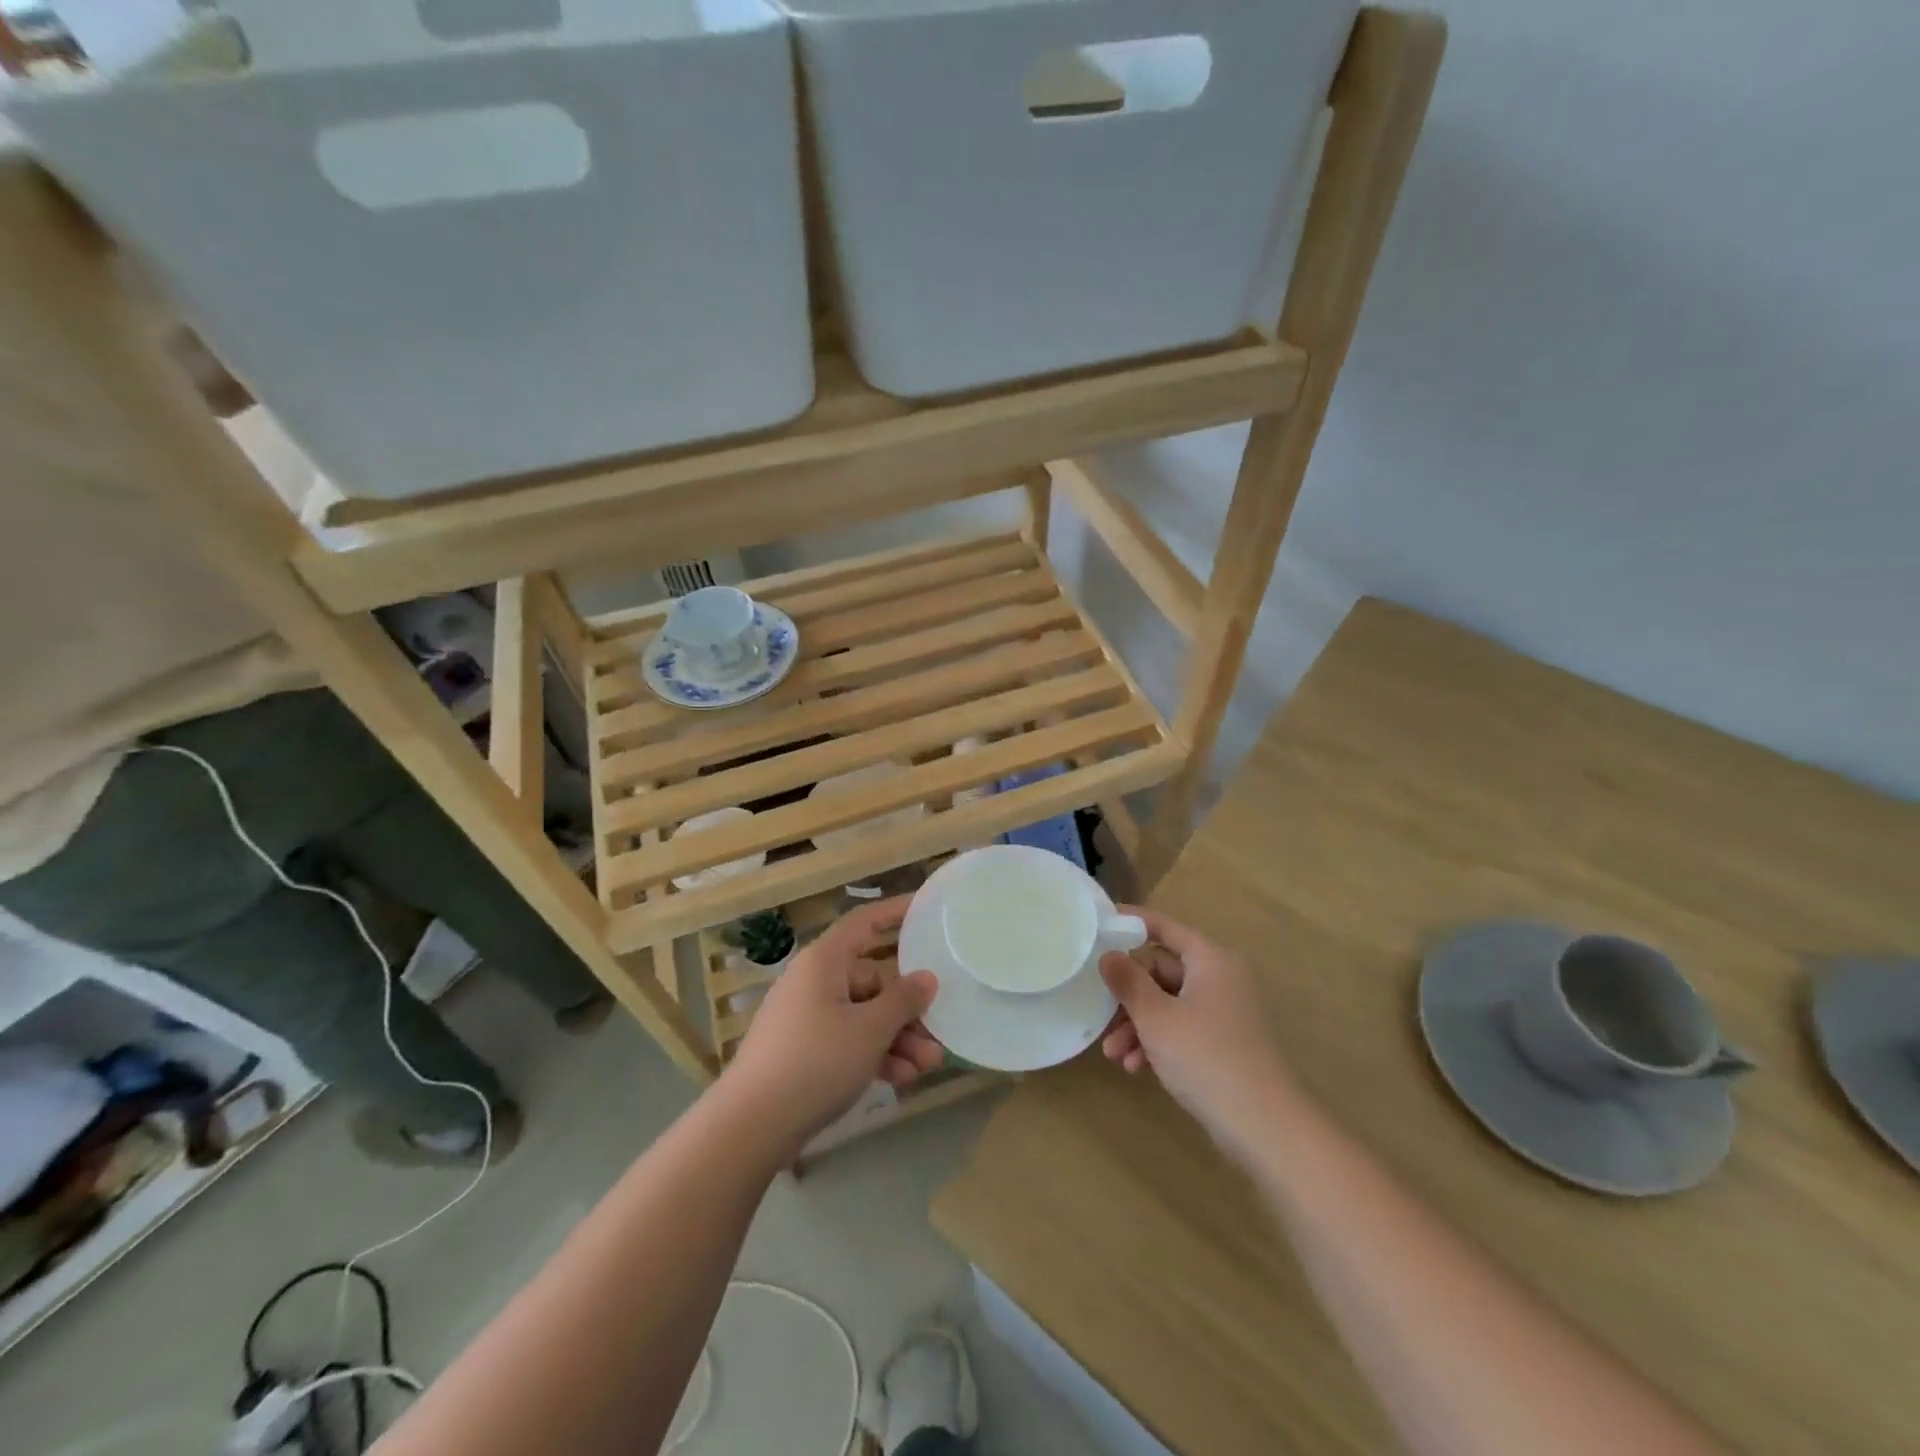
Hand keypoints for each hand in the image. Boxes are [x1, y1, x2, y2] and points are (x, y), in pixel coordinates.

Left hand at [725, 897, 943, 1153]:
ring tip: (929, 1064)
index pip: (865, 922)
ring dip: (898, 1037)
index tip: (927, 909)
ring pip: (864, 1015)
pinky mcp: (805, 1052)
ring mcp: (808, 1018)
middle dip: (909, 1008)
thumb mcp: (869, 1030)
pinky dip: (875, 1055)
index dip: (896, 912)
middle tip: (940, 1029)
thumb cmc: (815, 1061)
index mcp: (825, 961)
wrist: (751, 1126)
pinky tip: (902, 1078)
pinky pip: (849, 1041)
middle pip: (873, 979)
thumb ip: (903, 1001)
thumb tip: (926, 978)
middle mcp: (816, 981)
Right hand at [1099, 908, 1289, 1147]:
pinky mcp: (1223, 1042)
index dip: (1130, 923)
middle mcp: (1219, 978)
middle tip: (1101, 1018)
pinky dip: (1158, 1042)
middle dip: (1128, 998)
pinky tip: (1136, 1067)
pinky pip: (1181, 1028)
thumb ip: (1128, 982)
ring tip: (1114, 1055)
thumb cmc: (1205, 1057)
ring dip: (1138, 1026)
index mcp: (1210, 960)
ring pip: (1167, 1004)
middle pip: (1161, 971)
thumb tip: (1108, 954)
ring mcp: (1223, 1011)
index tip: (1098, 924)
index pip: (1164, 927)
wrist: (1263, 1126)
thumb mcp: (1156, 1018)